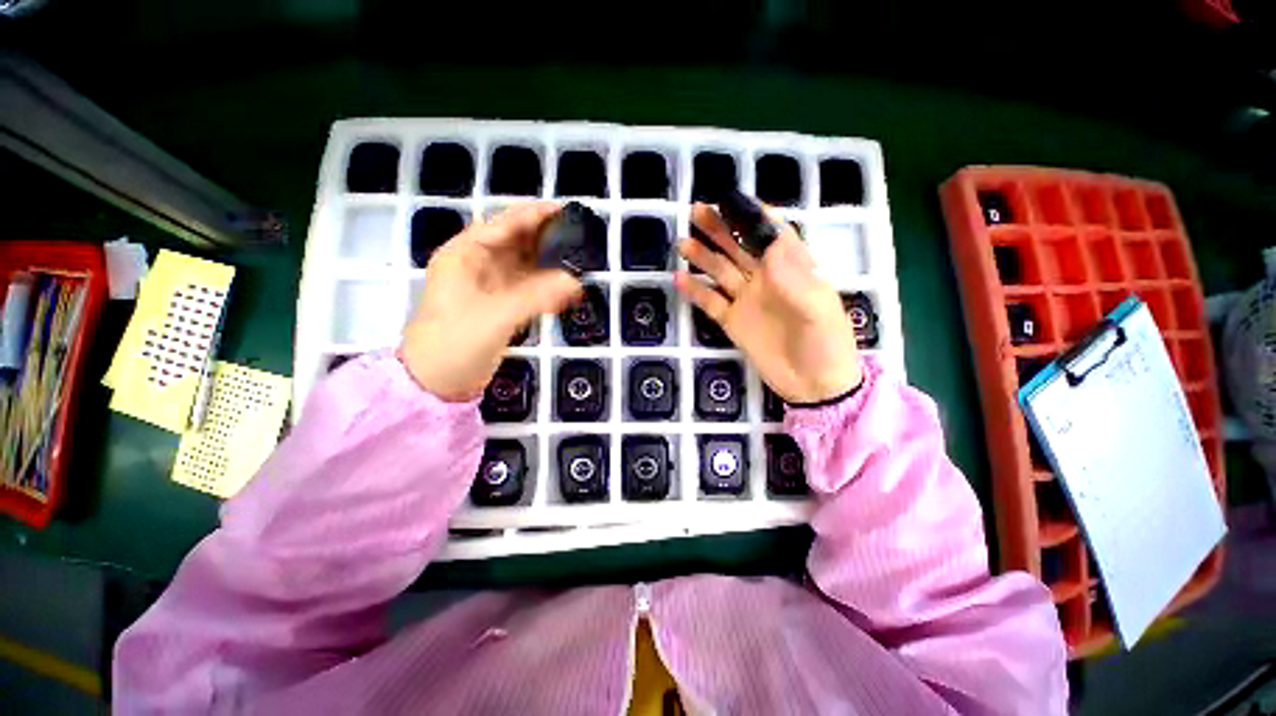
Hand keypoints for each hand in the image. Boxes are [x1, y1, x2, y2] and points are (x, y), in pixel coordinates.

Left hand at [401, 202, 581, 400]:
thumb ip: (537, 296)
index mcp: (464, 254)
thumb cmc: (455, 343)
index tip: (566, 211)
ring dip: (548, 263)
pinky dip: (545, 286)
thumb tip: (576, 282)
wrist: (436, 383)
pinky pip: (526, 287)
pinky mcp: (498, 306)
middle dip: (545, 238)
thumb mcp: (496, 315)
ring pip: (523, 265)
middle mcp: (476, 264)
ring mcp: (488, 286)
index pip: (504, 224)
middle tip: (579, 237)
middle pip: (515, 242)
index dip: (535, 215)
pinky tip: (565, 287)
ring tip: (578, 259)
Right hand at [674, 203, 861, 403]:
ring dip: (703, 256)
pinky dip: (695, 291)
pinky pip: (710, 302)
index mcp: (793, 269)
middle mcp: (767, 280)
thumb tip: (771, 245)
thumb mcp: (819, 310)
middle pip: (740, 248)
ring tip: (682, 242)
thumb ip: (795, 278)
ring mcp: (747, 301)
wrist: (814, 385)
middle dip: (720, 229)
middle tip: (697, 211)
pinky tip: (678, 279)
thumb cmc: (826, 344)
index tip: (732, 199)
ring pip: (721, 271)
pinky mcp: (733, 322)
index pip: (772, 233)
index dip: (753, 215)